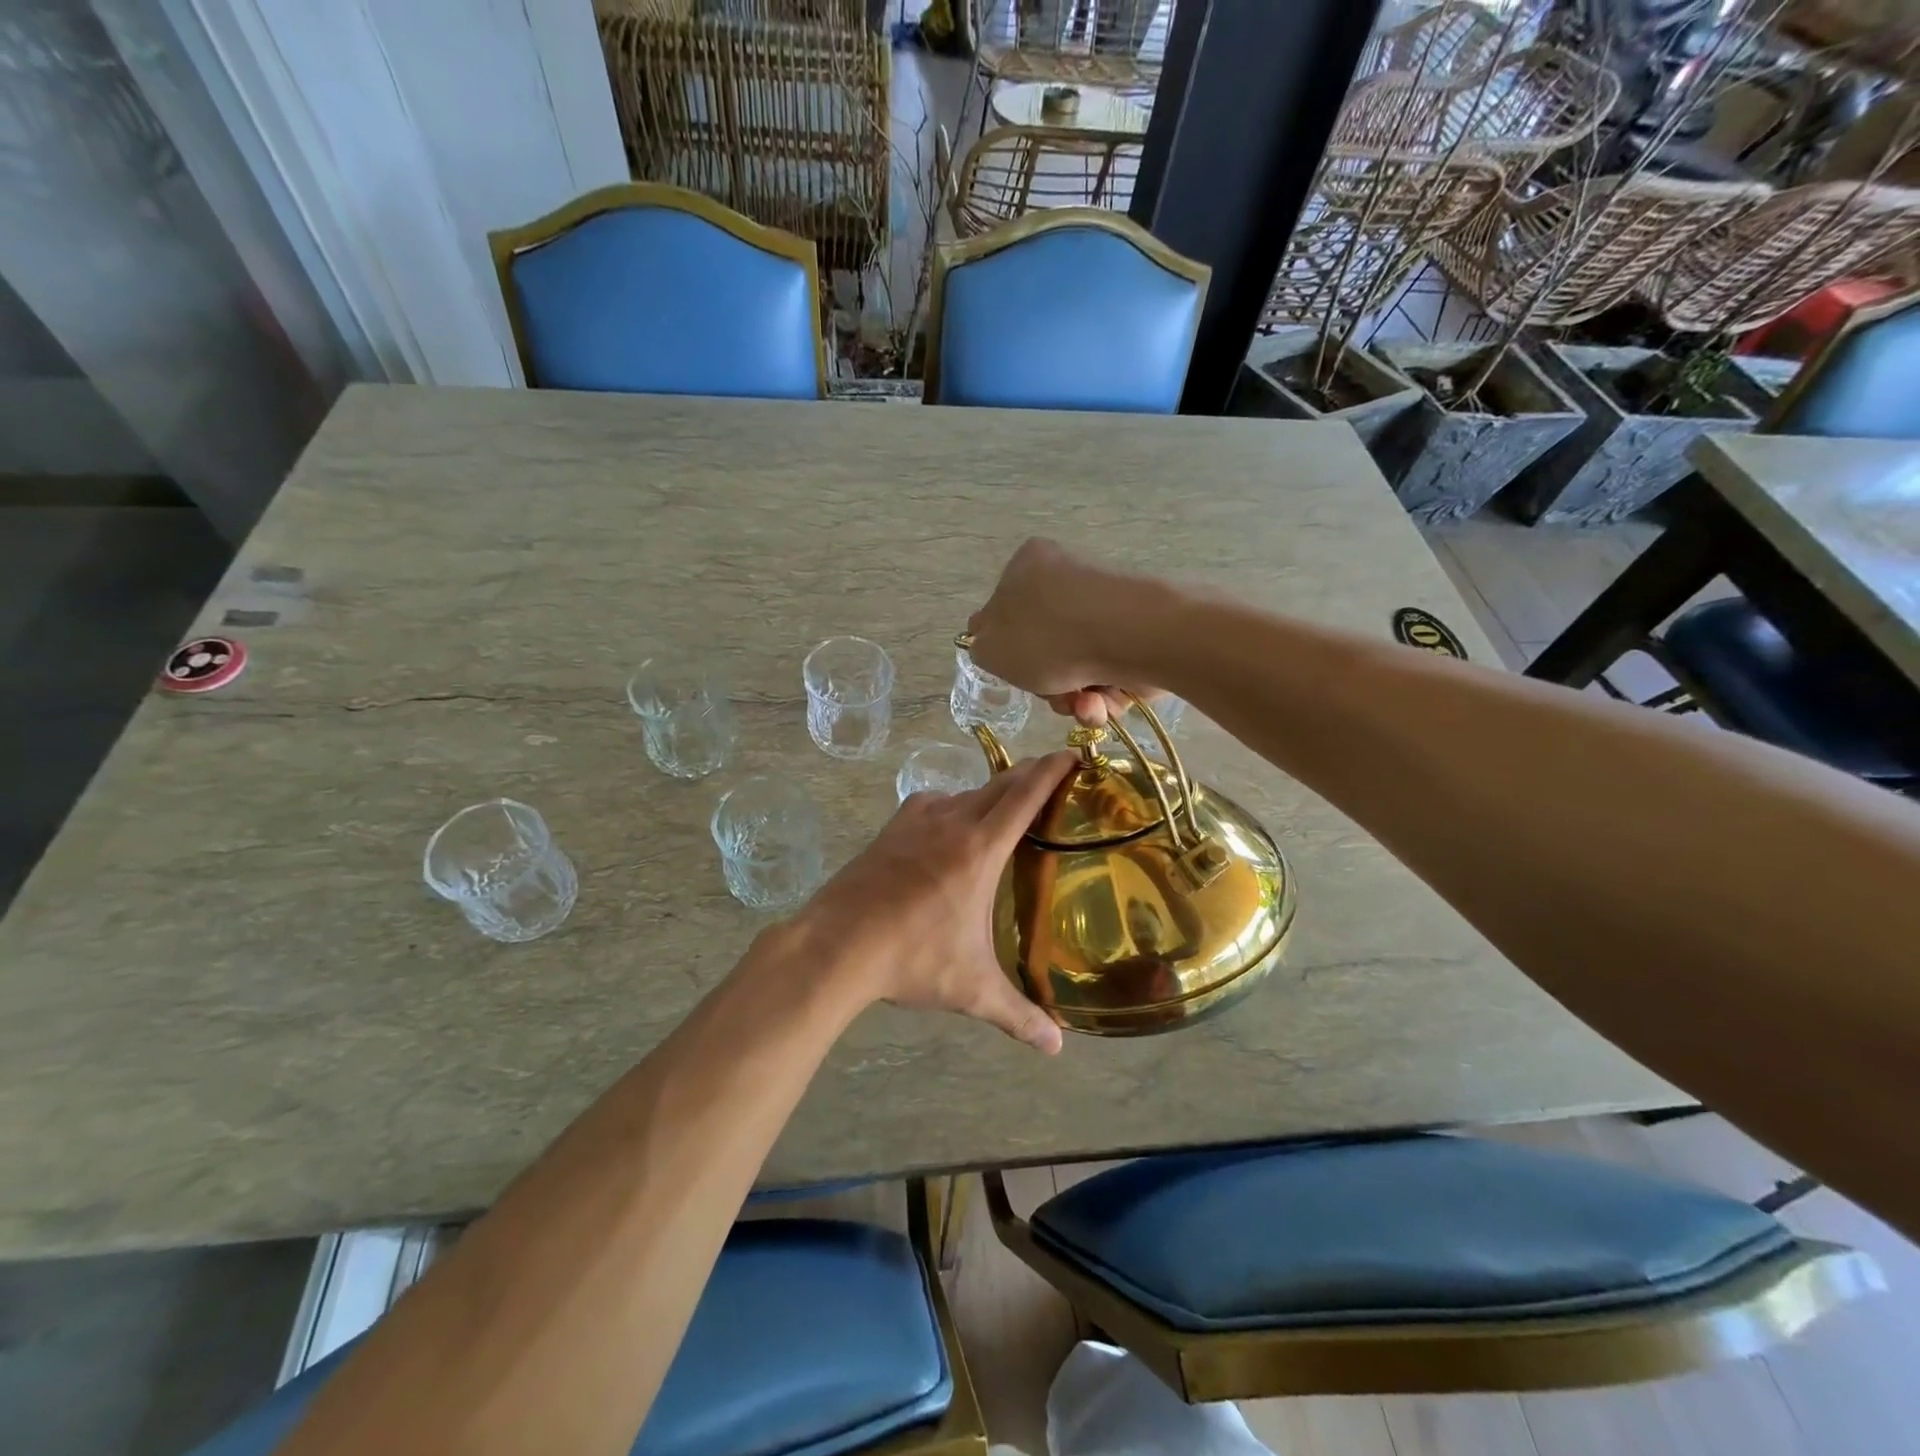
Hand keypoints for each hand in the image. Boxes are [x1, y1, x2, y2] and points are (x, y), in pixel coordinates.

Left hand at [795, 752, 1077, 1052]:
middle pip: (999, 785)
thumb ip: (1018, 1015)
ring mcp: (916, 820)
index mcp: (980, 848)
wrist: (835, 944)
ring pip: (965, 793)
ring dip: (990, 794)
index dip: (1051, 770)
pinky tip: (951, 829)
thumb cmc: (910, 960)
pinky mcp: (891, 828)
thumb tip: (1056, 1047)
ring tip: (1005, 811)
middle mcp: (951, 821)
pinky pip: (933, 804)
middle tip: (1051, 777)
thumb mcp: (970, 989)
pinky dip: (953, 807)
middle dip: (1028, 776)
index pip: (1025, 795)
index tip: (1072, 752)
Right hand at [966, 539, 1158, 726]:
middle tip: (1050, 694)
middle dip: (1045, 684)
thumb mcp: (990, 648)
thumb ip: (982, 649)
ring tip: (1082, 704)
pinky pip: (1107, 675)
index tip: (1015, 673)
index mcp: (1026, 567)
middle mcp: (1066, 581)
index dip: (1007, 651)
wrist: (1129, 636)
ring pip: (1076, 669)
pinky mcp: (1135, 635)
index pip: (1004, 613)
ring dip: (1073, 699)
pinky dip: (1103, 697)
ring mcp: (1104, 608)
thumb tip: (994, 646)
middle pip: (1043, 649)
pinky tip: (1103, 702)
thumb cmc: (1048, 637)